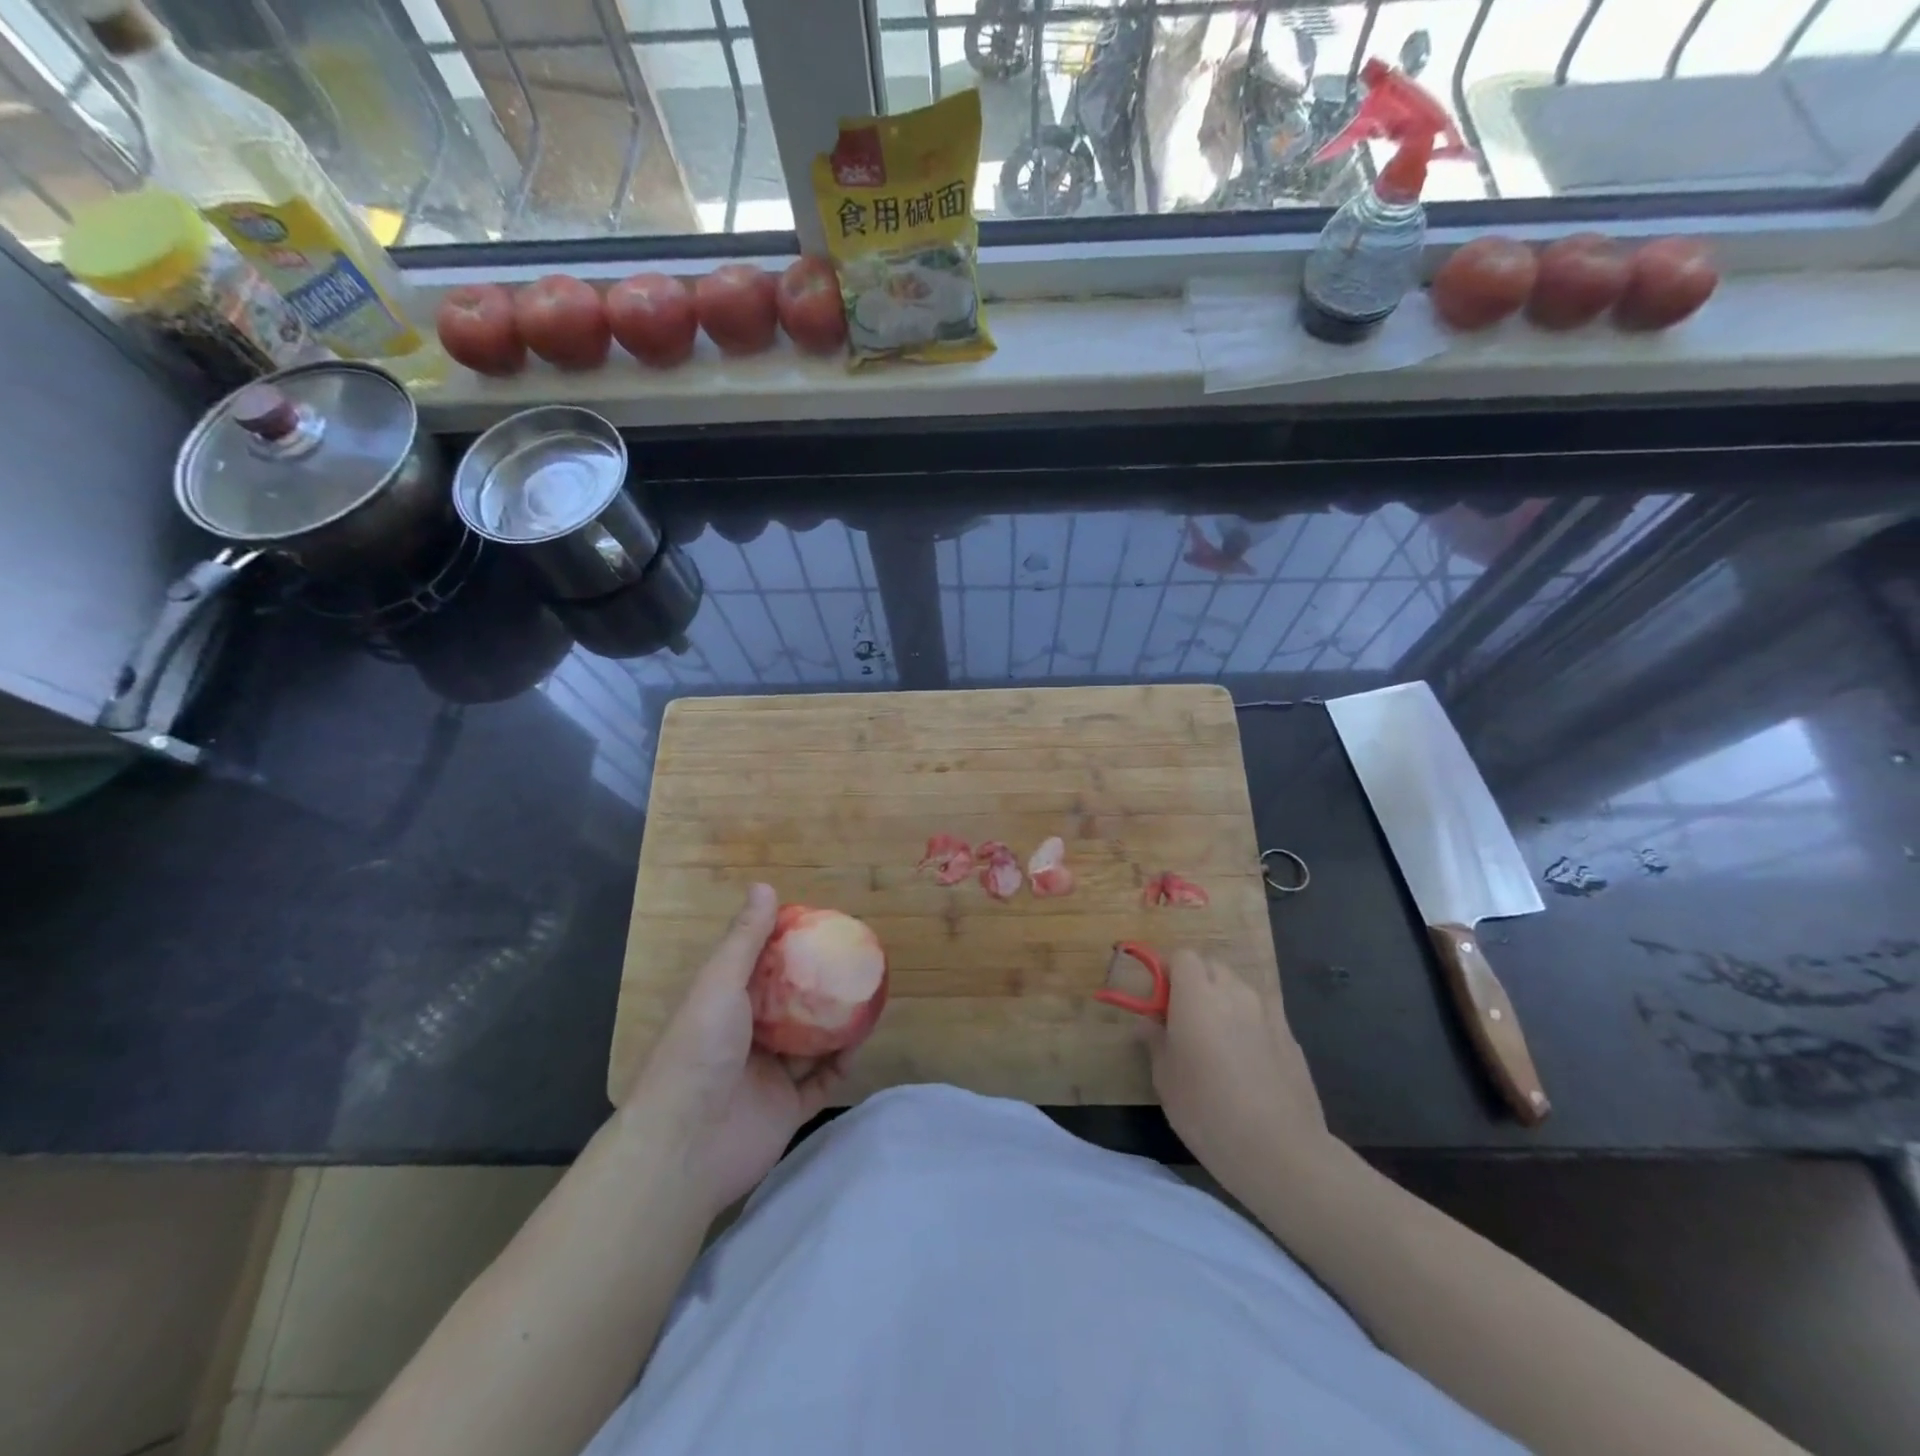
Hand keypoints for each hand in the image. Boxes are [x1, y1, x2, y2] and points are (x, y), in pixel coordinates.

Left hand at [629, 883, 847, 1216]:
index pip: (760, 968)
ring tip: (866, 995)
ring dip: (835, 1022)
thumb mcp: (719, 984)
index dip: (788, 946)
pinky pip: (822, 1081)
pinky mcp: (786, 1109)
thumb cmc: (698, 1052)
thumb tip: (765, 885)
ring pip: (810, 1042)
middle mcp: (746, 1037)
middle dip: (818, 985)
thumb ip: (745, 940)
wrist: (684, 1147)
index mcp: (724, 1005)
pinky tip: (860, 1041)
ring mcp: (767, 1075)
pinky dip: (841, 1063)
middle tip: (853, 962)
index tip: (821, 927)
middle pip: (790, 1005)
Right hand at [1142, 950, 1331, 1200]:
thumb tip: (1149, 1022)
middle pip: (1212, 967)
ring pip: (1239, 989)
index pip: (1182, 957)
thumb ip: (1155, 1040)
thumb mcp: (1165, 1079)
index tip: (1159, 1002)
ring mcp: (1268, 1012)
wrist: (1280, 1151)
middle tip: (1184, 1019)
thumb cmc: (1207, 1111)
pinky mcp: (1291, 1036)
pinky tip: (1246, 1061)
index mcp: (1197, 996)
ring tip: (1216, 1040)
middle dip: (1196, 983)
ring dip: (1223, 1001)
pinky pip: (1261, 1014)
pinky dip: (1248, 1023)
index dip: (1168, 972)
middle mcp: (1234, 992)